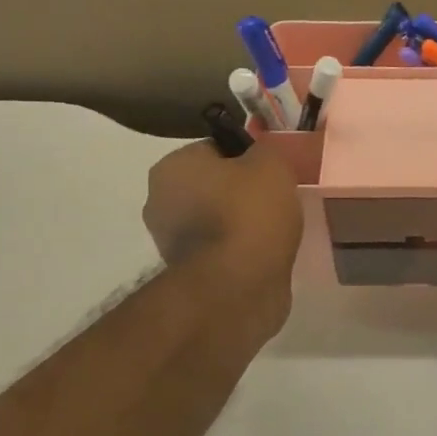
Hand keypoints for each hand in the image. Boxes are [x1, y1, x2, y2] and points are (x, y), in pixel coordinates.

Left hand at [144, 142, 302, 319]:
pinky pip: (220, 250)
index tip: (272, 174)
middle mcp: (160, 200)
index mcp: (172, 166)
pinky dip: (238, 251)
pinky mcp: (187, 274)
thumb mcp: (271, 164)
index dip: (247, 158)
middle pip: (212, 186)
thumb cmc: (250, 214)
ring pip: (215, 220)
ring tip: (274, 234)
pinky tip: (263, 256)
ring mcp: (170, 241)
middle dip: (240, 193)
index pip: (215, 149)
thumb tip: (258, 156)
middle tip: (277, 202)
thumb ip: (265, 150)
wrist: (238, 286)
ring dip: (240, 225)